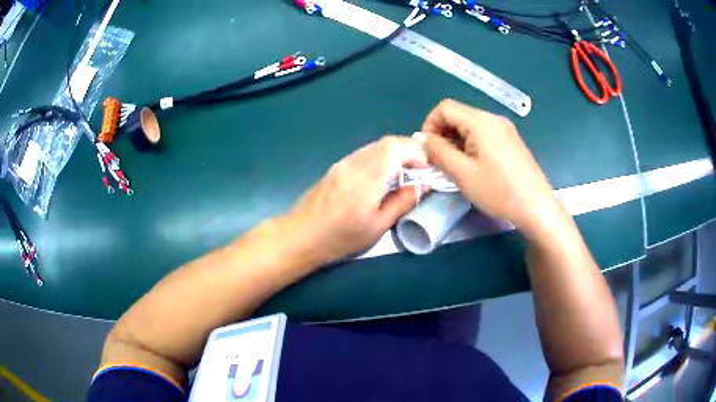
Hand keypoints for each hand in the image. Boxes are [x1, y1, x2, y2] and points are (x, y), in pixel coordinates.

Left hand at [286, 136, 426, 262]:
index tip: (424, 170)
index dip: (415, 153)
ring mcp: (343, 163)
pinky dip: (379, 158)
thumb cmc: (340, 237)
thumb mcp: (377, 226)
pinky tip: (381, 177)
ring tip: (402, 174)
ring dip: (393, 154)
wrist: (300, 236)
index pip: (396, 147)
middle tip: (418, 170)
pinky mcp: (336, 167)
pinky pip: (363, 154)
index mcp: (368, 177)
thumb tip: (420, 186)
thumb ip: (401, 202)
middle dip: (408, 150)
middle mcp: (355, 163)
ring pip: (375, 146)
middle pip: (386, 142)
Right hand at [418, 99, 561, 236]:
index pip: (445, 108)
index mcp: (481, 121)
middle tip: (439, 161)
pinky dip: (471, 145)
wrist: (536, 207)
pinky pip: (484, 135)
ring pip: (471, 126)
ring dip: (456, 142)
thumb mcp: (462, 173)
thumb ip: (439, 151)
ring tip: (456, 167)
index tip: (428, 149)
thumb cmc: (499, 191)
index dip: (430, 125)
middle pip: (458, 115)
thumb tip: (421, 138)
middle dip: (443, 134)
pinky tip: (474, 167)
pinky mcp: (511, 141)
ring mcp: (505, 129)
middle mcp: (494, 118)